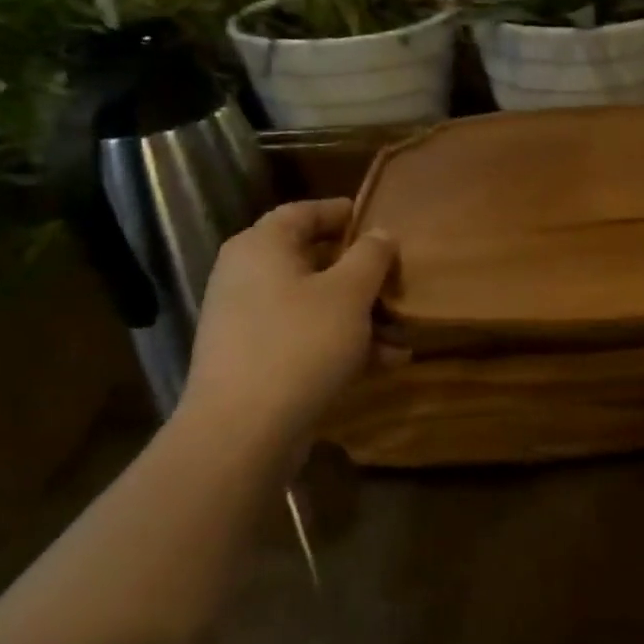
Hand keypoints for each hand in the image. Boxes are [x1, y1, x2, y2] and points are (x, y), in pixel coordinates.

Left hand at [179, 198, 395, 442]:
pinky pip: (305, 337)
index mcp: (262, 246)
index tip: (378, 221)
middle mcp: (247, 276)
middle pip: (312, 259)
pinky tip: (385, 362)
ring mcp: (248, 320)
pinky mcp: (255, 359)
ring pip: (314, 303)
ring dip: (359, 314)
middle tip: (396, 278)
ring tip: (402, 331)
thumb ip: (371, 256)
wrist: (242, 431)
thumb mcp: (349, 293)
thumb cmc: (300, 343)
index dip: (343, 213)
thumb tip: (381, 234)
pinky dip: (341, 343)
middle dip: (361, 272)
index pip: (304, 212)